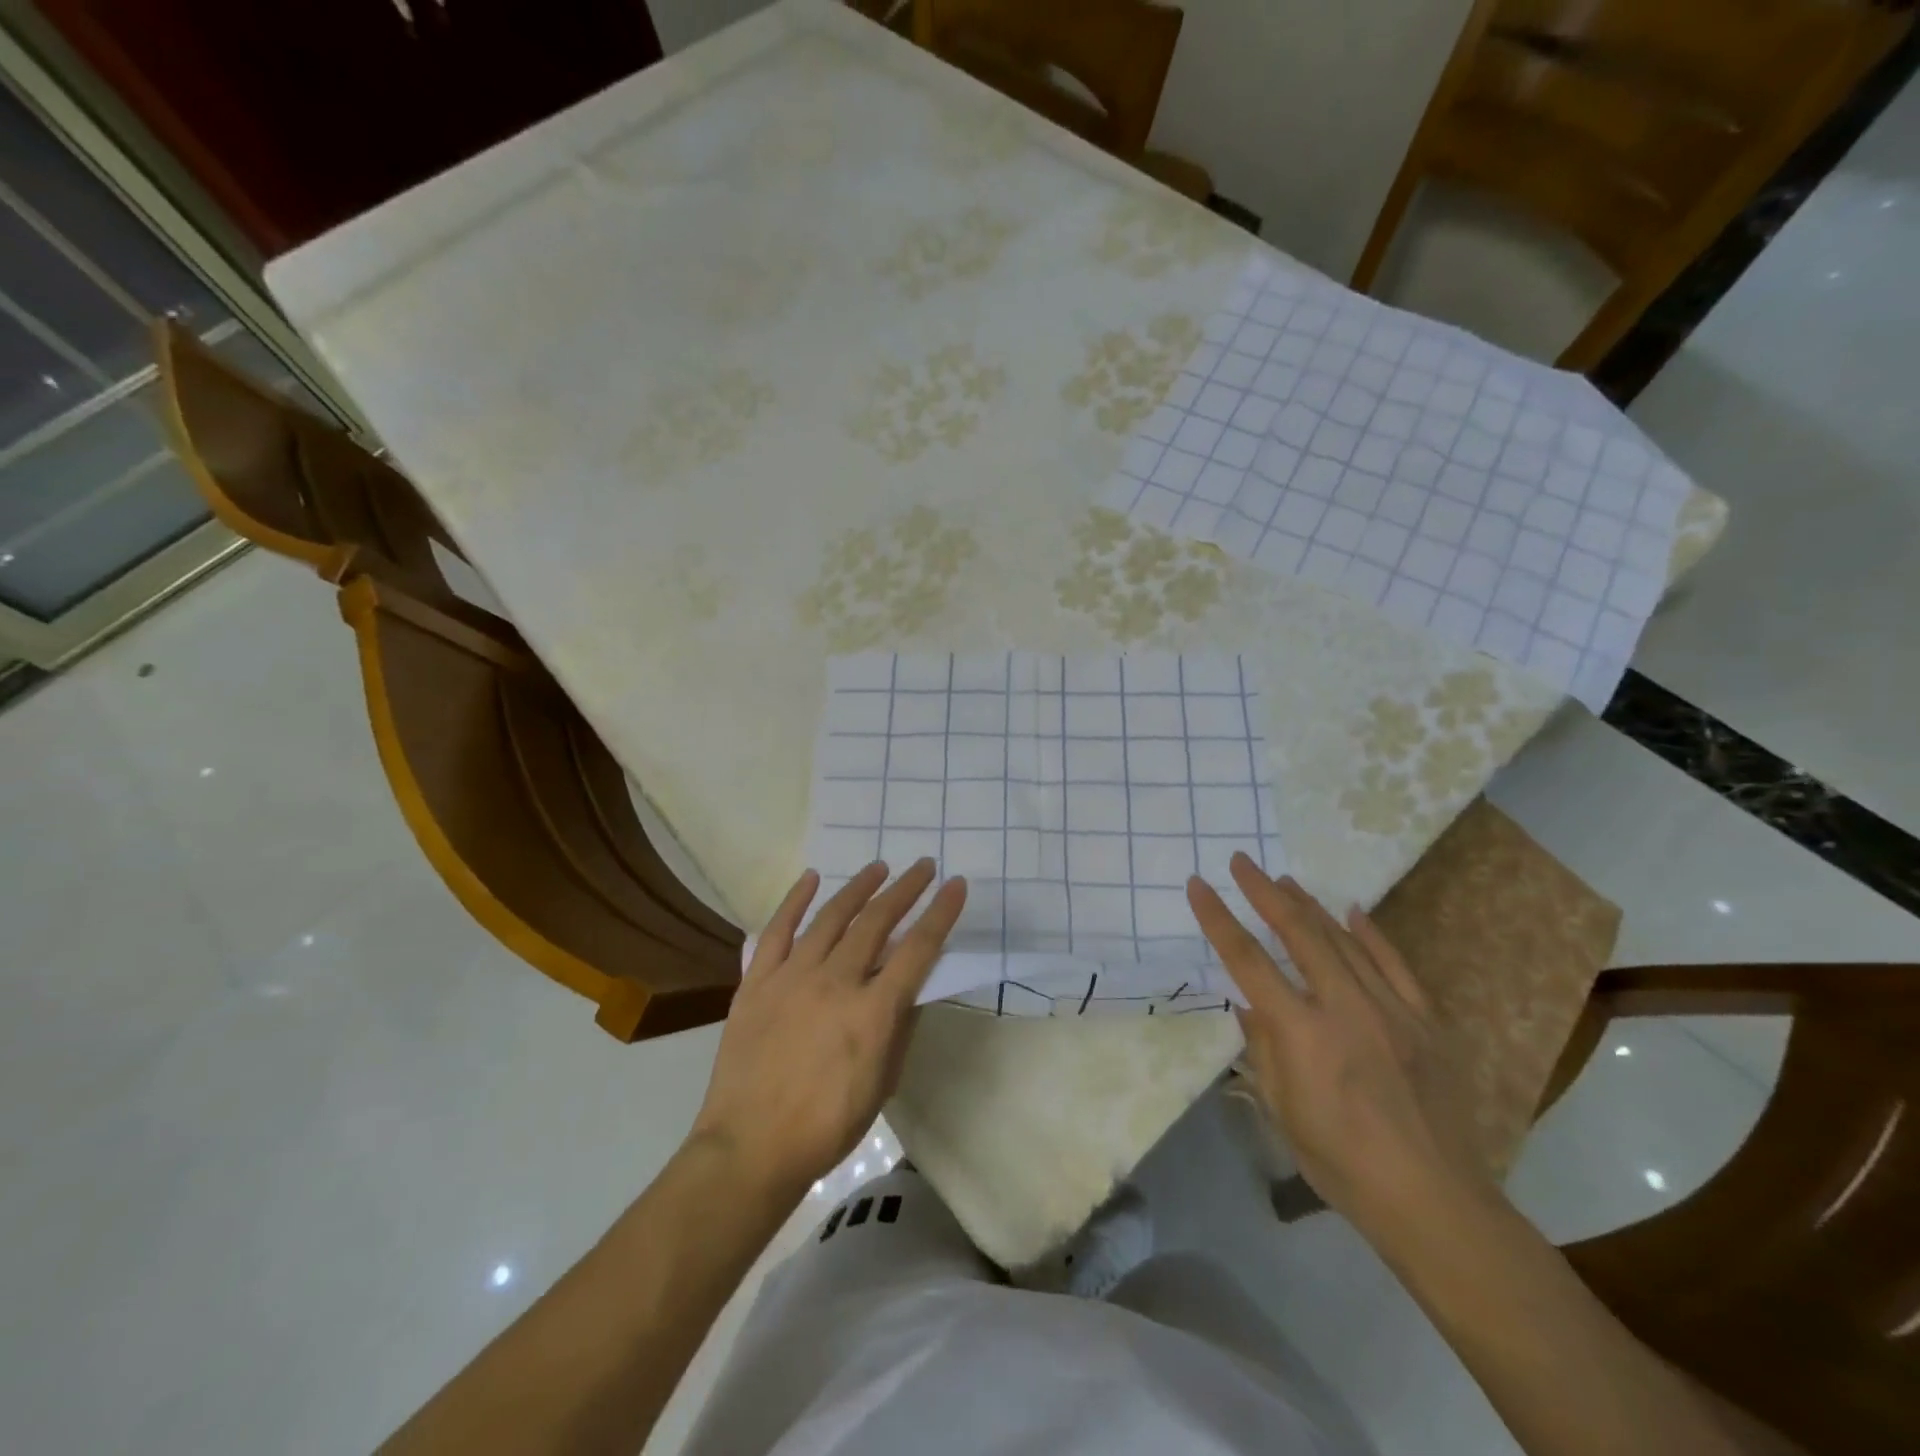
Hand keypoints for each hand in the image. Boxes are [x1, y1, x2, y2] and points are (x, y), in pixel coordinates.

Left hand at [690, 859, 966, 1200]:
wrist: (750, 1148)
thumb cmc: (826, 1126)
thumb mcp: (882, 1083)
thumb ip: (899, 1028)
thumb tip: (910, 989)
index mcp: (872, 1012)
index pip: (918, 949)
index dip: (941, 913)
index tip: (956, 886)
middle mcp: (835, 982)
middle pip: (877, 922)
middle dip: (905, 889)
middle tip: (923, 866)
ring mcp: (792, 977)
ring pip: (831, 917)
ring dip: (859, 888)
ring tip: (879, 867)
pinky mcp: (758, 981)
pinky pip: (778, 930)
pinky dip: (794, 900)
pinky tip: (811, 878)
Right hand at [1187, 854, 1489, 1233]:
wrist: (1434, 1201)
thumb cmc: (1342, 1163)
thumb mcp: (1281, 1110)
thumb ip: (1262, 1048)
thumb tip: (1247, 1004)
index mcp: (1301, 1032)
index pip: (1248, 960)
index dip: (1219, 919)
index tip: (1198, 885)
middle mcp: (1344, 1007)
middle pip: (1298, 932)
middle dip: (1264, 892)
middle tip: (1242, 861)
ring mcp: (1390, 1010)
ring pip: (1343, 939)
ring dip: (1309, 905)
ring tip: (1284, 880)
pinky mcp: (1425, 1021)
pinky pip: (1395, 964)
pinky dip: (1371, 933)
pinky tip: (1353, 910)